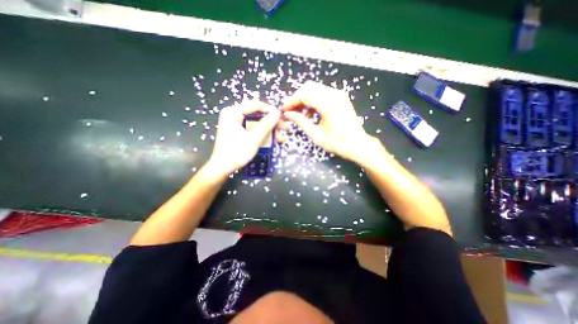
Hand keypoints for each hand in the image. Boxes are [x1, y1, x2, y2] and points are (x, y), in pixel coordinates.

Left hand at [205, 100, 282, 177]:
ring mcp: (236, 123)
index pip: (256, 105)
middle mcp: (234, 114)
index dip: (271, 111)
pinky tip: (274, 139)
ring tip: (281, 138)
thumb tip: (277, 113)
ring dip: (270, 130)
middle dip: (273, 122)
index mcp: (233, 112)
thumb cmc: (236, 153)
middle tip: (285, 128)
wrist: (223, 168)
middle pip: (258, 114)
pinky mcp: (239, 131)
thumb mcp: (253, 139)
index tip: (283, 118)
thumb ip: (266, 125)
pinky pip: (254, 129)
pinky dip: (263, 134)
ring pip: (258, 123)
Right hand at [279, 81, 375, 161]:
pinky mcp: (340, 98)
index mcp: (328, 104)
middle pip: (309, 88)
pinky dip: (313, 101)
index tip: (284, 110)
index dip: (291, 102)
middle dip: (297, 98)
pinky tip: (310, 113)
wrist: (357, 144)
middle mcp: (334, 94)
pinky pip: (322, 94)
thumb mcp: (316, 135)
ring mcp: (338, 94)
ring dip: (304, 99)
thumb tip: (288, 114)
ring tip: (299, 114)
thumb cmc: (337, 143)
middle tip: (290, 111)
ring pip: (315, 89)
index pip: (304, 95)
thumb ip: (301, 121)